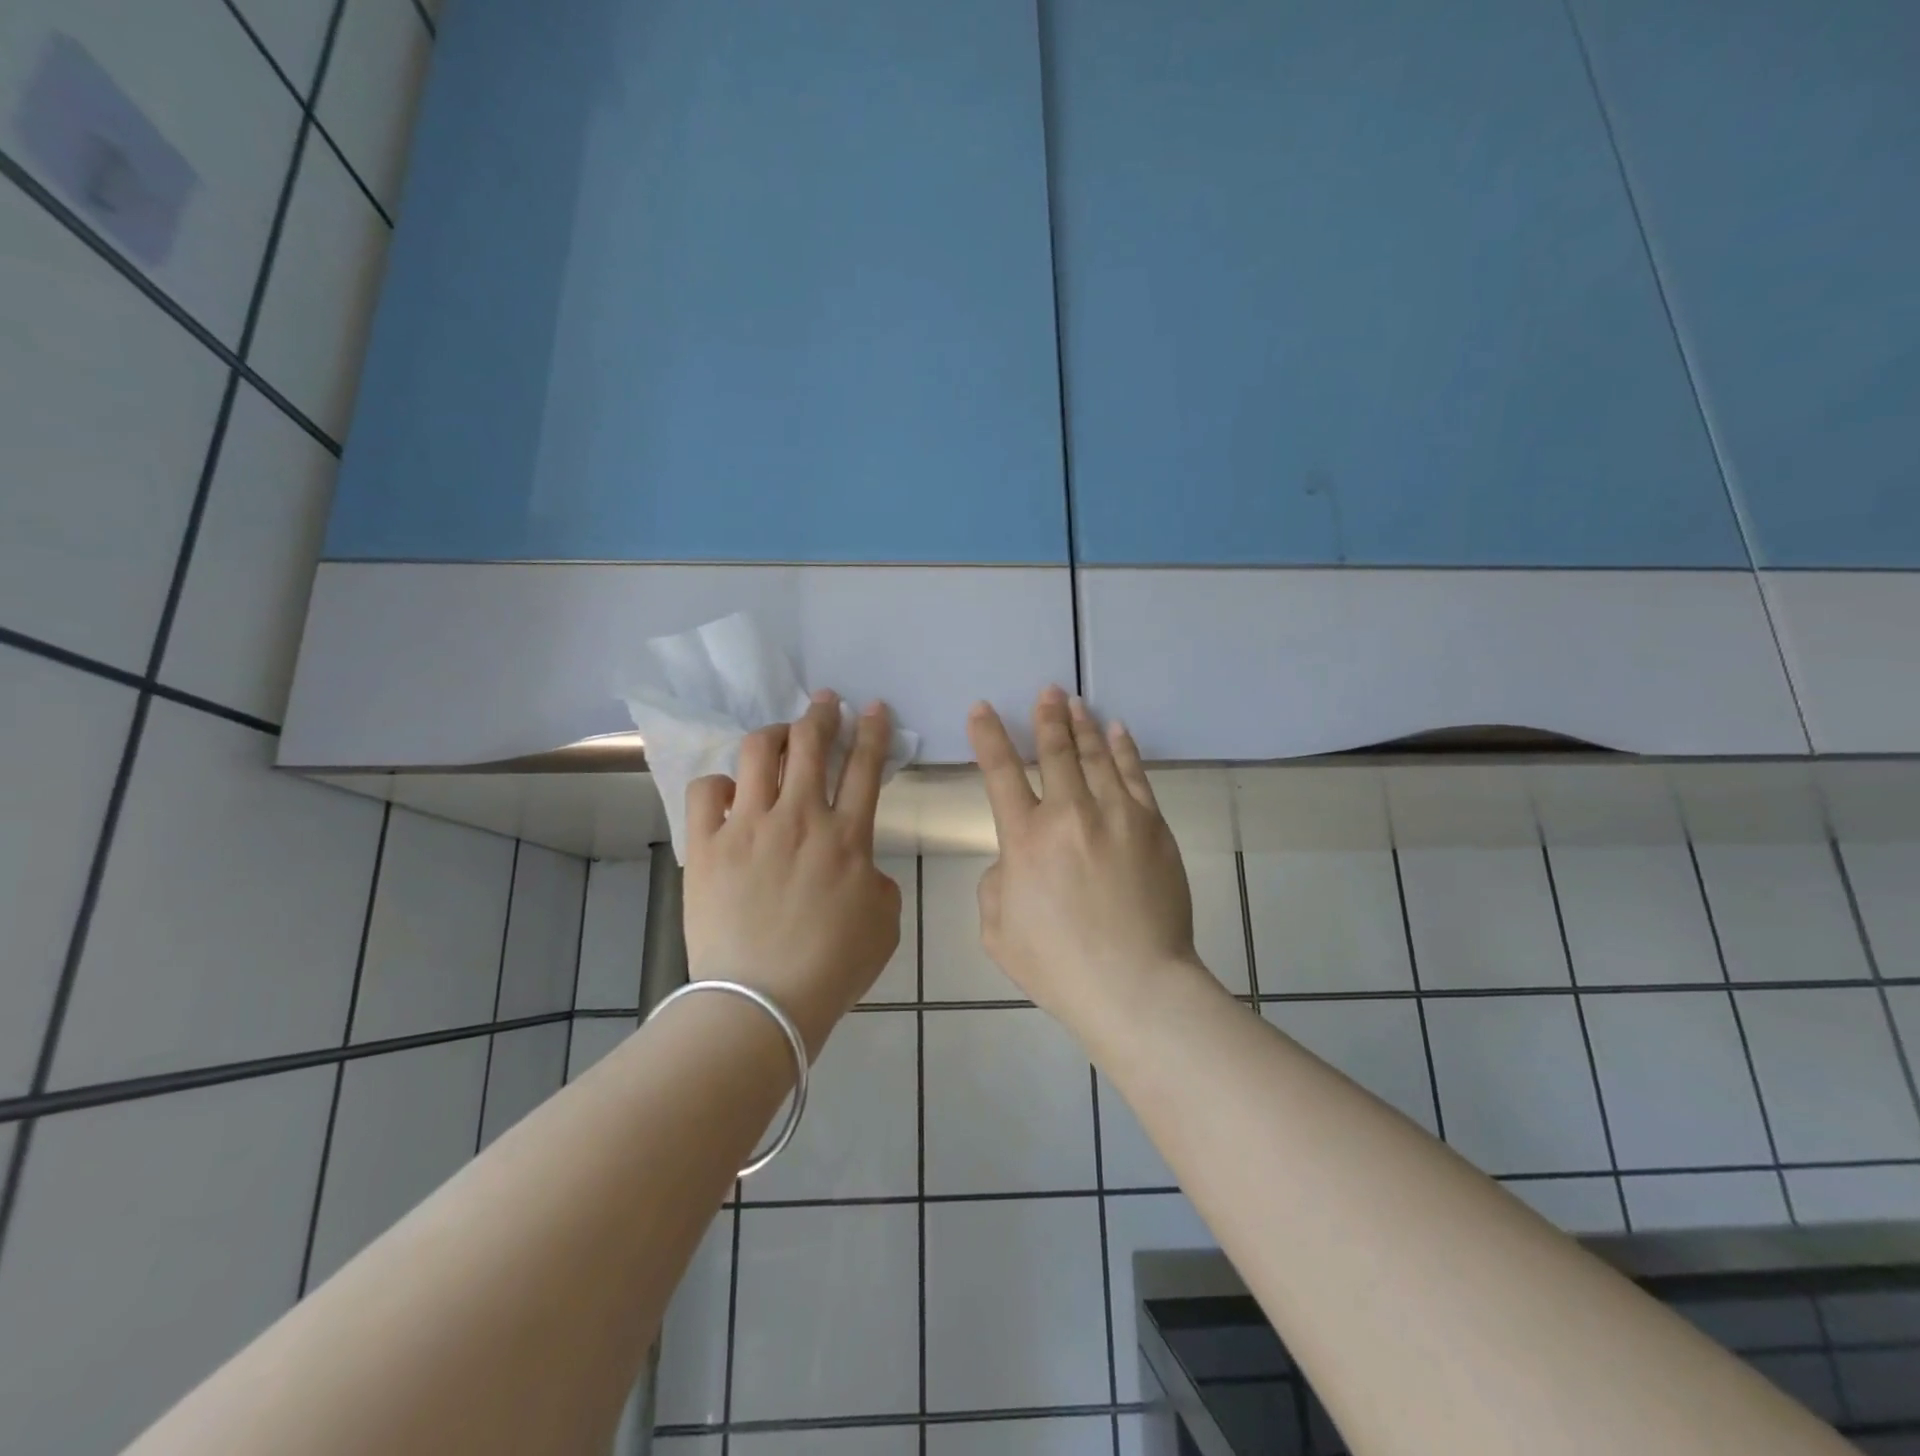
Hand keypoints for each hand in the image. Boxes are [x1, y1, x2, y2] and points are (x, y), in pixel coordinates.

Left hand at [682, 691, 902, 1057]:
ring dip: (773, 734)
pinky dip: (719, 784)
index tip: (874, 708)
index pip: (865, 766)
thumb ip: (878, 880)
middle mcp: (800, 817)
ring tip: (778, 736)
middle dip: (822, 713)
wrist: (763, 1002)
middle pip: (811, 743)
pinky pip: (706, 791)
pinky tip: (729, 793)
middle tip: (825, 702)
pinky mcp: (708, 846)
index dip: (873, 730)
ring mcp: (749, 827)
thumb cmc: (833, 967)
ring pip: (758, 752)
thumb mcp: (884, 922)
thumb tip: (859, 865)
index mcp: (847, 836)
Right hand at [968, 687, 1200, 1021]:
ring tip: (1075, 702)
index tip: (982, 709)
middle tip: (1046, 692)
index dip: (989, 737)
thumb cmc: (1059, 965)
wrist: (1135, 984)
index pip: (1000, 773)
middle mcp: (1069, 814)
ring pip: (1096, 755)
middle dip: (1046, 718)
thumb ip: (997, 883)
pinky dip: (1124, 749)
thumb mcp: (997, 931)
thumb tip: (1014, 859)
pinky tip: (1117, 731)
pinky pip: (1135, 775)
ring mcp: (1116, 815)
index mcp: (1025, 840)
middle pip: (1055, 752)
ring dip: (1082, 725)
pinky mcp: (1152, 826)